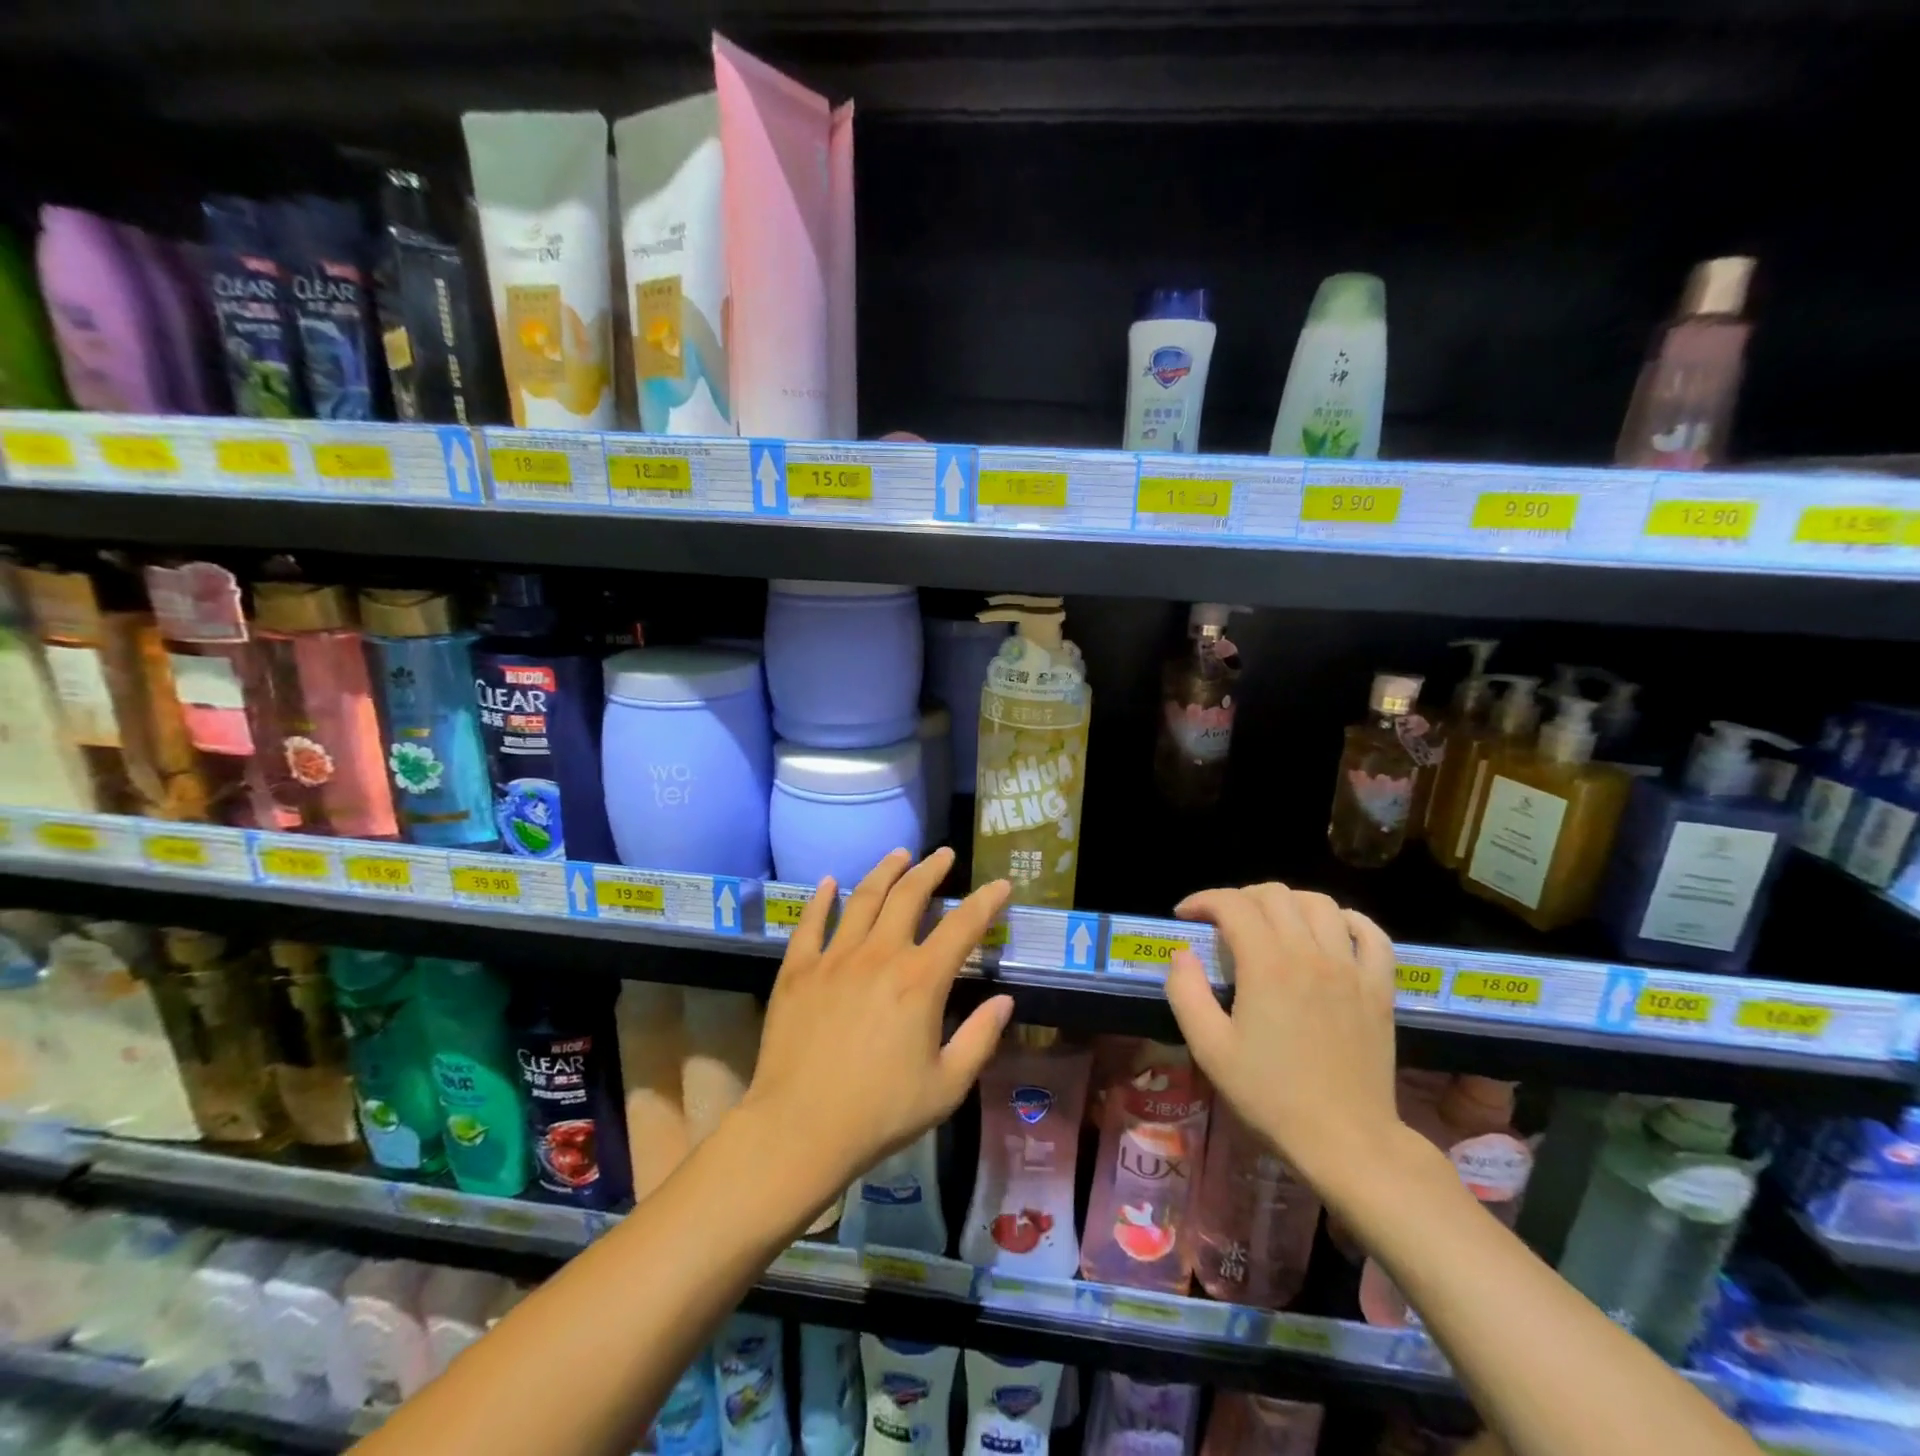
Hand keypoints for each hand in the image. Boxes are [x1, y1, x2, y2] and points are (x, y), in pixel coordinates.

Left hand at [741, 848, 1013, 1203]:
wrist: (799, 1129)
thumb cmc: (880, 1113)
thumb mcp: (946, 1086)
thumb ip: (980, 1039)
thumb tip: (1004, 1001)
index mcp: (920, 981)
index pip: (962, 927)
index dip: (985, 901)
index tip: (1000, 884)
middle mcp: (879, 955)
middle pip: (908, 896)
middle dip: (931, 870)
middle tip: (944, 855)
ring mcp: (834, 958)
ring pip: (862, 898)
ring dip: (884, 871)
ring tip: (899, 854)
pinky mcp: (798, 970)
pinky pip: (810, 923)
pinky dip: (821, 899)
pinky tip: (828, 883)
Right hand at [1164, 883, 1401, 1193]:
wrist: (1346, 1141)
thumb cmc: (1271, 1096)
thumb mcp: (1209, 1049)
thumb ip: (1186, 992)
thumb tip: (1182, 954)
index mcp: (1267, 965)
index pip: (1232, 904)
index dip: (1203, 900)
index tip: (1186, 916)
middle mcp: (1311, 953)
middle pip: (1274, 894)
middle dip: (1240, 898)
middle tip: (1222, 924)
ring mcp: (1351, 968)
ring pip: (1320, 903)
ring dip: (1288, 903)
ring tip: (1271, 924)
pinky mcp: (1379, 988)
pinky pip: (1371, 934)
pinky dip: (1347, 921)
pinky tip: (1330, 932)